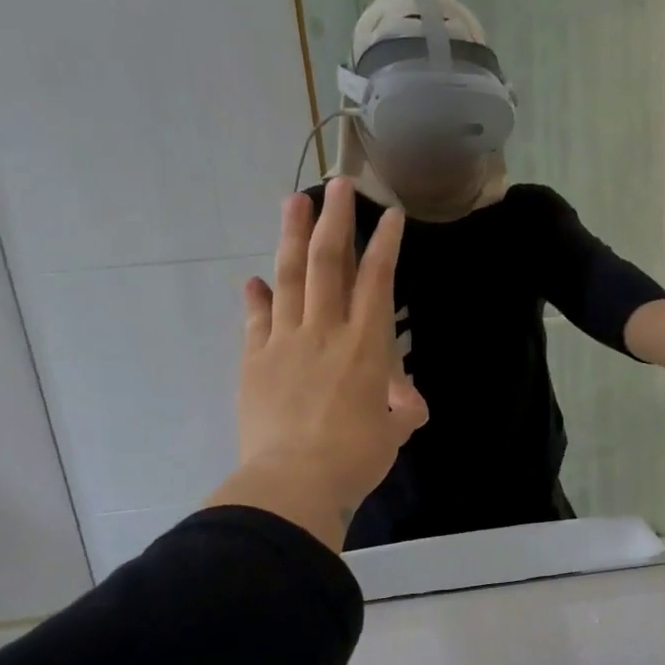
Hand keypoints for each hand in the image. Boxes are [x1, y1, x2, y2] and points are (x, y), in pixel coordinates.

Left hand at [209, 179, 428, 549]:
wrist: (292, 482)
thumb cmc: (354, 457)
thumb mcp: (392, 434)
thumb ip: (401, 411)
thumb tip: (411, 405)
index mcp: (366, 346)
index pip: (377, 281)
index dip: (384, 244)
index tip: (389, 213)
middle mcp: (325, 331)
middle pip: (328, 262)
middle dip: (334, 219)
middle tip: (337, 183)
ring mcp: (285, 342)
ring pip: (288, 277)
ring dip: (291, 236)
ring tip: (293, 201)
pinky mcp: (255, 361)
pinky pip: (256, 320)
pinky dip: (257, 297)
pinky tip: (254, 280)